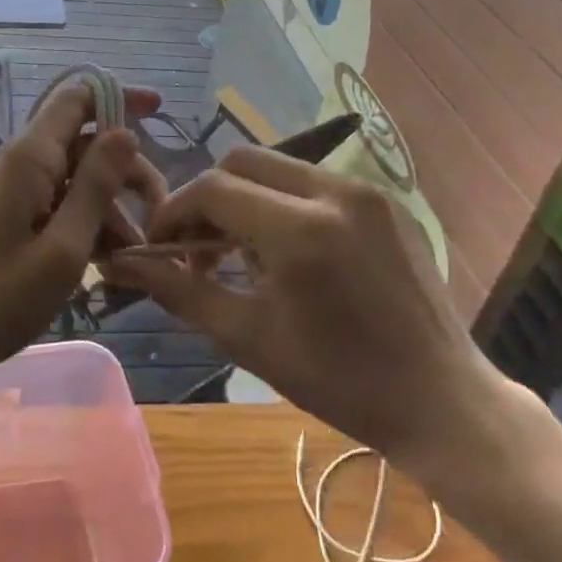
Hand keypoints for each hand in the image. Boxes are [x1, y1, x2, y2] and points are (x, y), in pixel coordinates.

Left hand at [0, 81, 166, 388]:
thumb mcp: (61, 250)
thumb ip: (96, 187)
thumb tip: (126, 132)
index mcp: (29, 158)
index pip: (77, 97)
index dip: (119, 96)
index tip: (160, 113)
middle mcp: (18, 164)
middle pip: (82, 143)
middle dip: (124, 169)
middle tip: (157, 213)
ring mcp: (8, 193)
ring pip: (72, 180)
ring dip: (107, 206)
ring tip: (132, 254)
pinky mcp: (3, 220)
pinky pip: (53, 206)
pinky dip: (83, 224)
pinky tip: (103, 263)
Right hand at [110, 146, 515, 489]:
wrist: (441, 400)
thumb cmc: (338, 381)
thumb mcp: (248, 338)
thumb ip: (179, 291)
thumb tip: (119, 264)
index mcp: (300, 229)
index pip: (213, 189)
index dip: (175, 212)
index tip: (161, 246)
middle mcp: (334, 191)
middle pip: (243, 161)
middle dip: (209, 198)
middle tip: (199, 247)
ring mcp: (366, 190)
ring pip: (278, 167)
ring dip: (247, 198)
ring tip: (244, 252)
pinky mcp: (386, 199)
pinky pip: (315, 181)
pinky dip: (285, 202)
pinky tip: (290, 251)